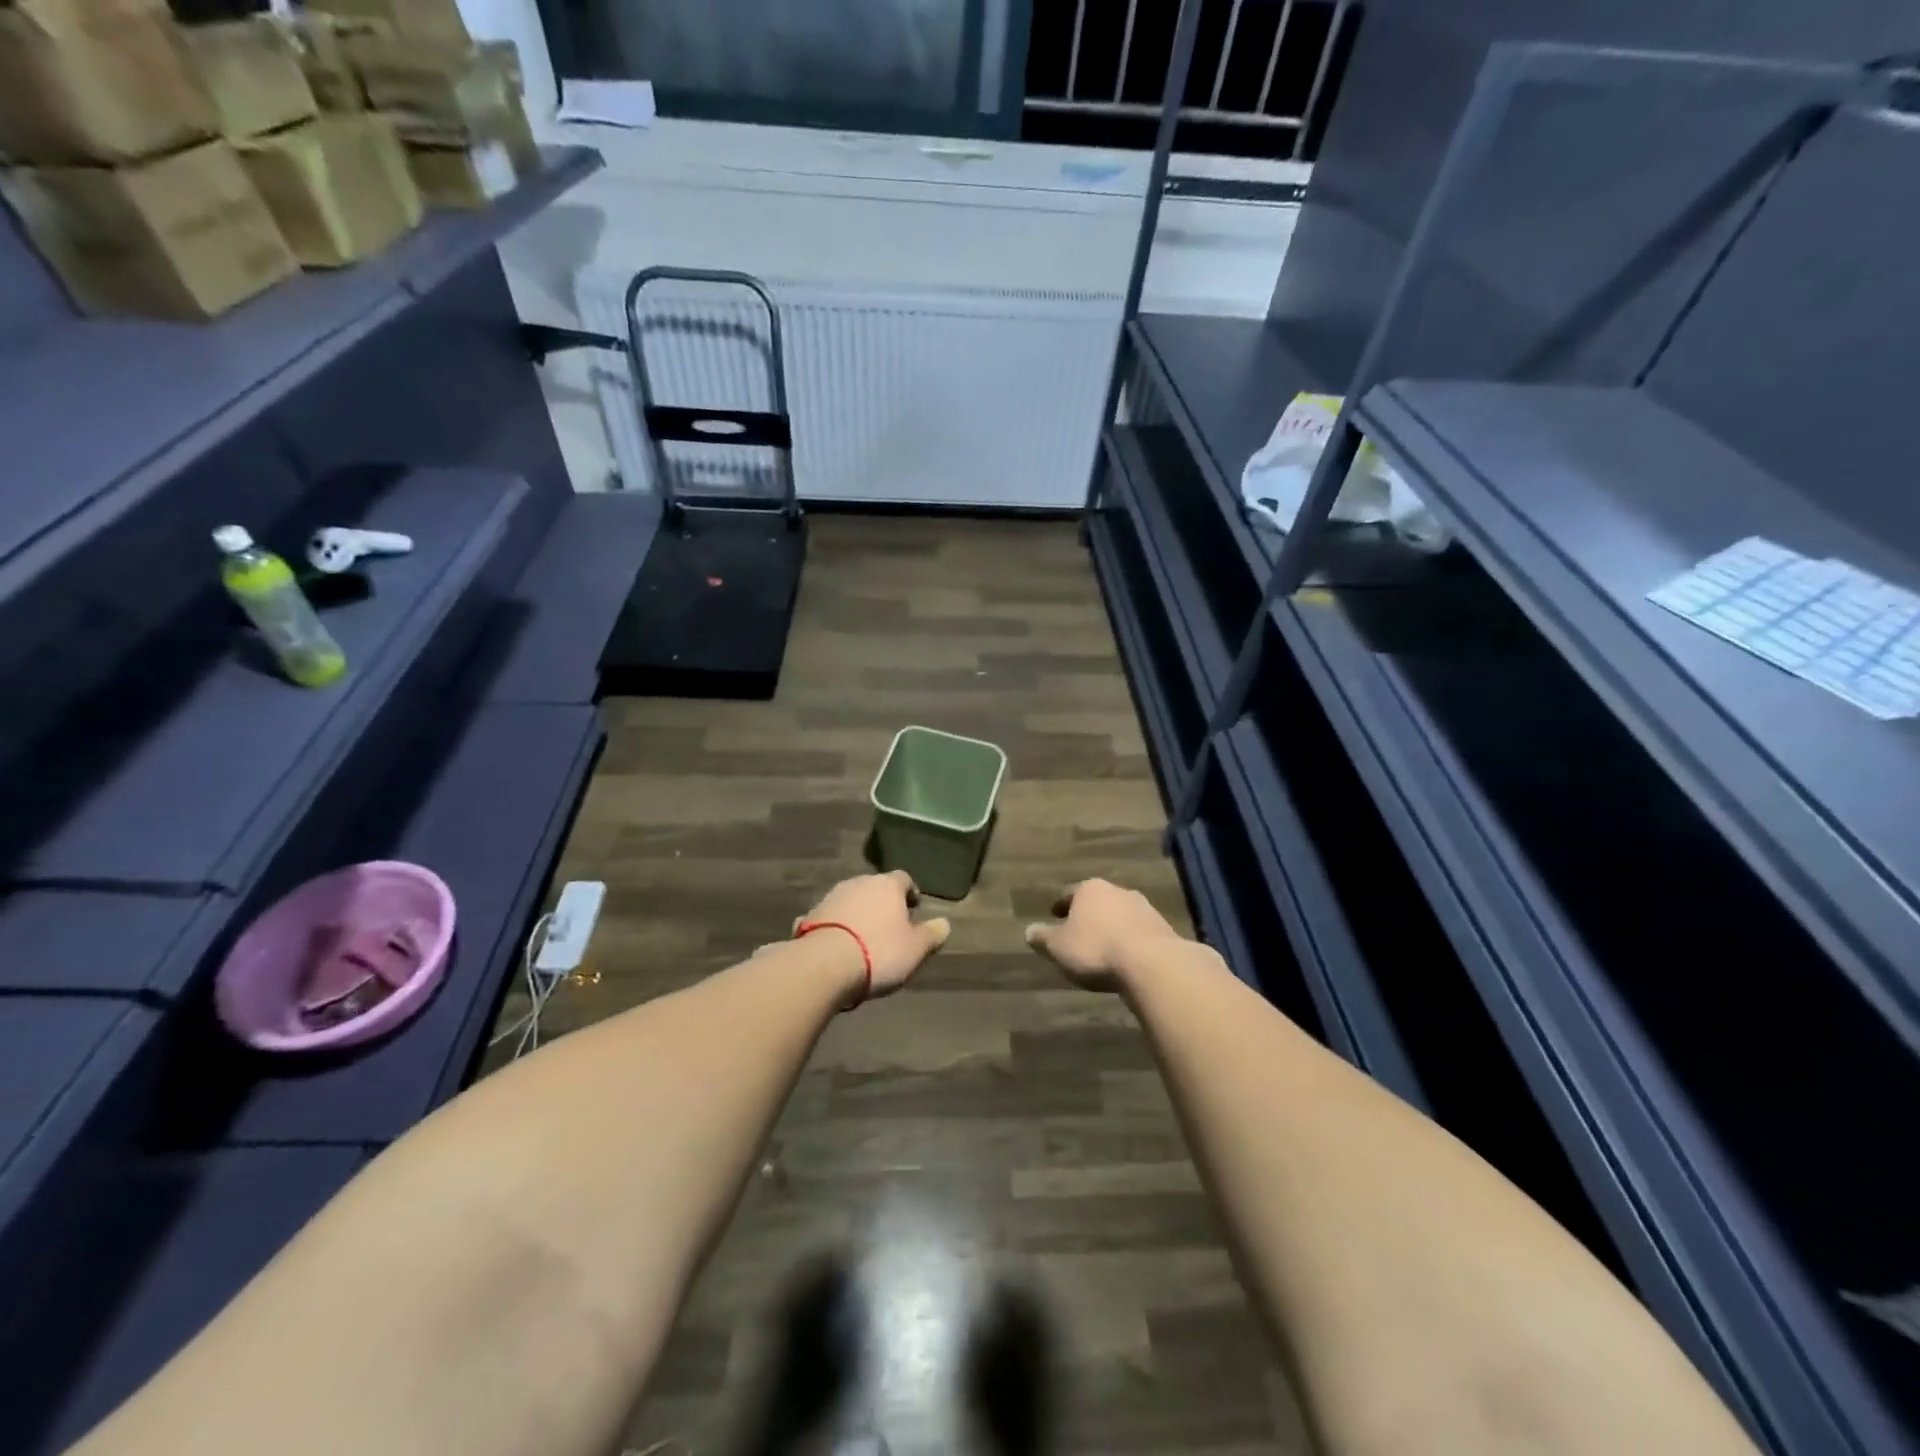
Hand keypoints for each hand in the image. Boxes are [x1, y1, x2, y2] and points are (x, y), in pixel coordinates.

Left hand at [798, 871, 950, 1003]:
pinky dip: (835, 927)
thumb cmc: (879, 952)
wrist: (824, 965)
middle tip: (890, 925)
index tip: (914, 908)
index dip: (910, 893)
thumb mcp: (916, 949)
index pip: (904, 879)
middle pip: (875, 888)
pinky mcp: (810, 915)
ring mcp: (831, 897)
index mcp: (888, 885)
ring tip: (863, 938)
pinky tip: (837, 945)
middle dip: (882, 903)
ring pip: (850, 901)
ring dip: (858, 914)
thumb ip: (932, 934)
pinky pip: (828, 918)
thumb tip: (944, 923)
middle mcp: (858, 883)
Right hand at [1024, 878, 1184, 992]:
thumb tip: (1028, 931)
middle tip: (1078, 932)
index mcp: (1090, 889)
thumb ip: (1042, 938)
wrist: (1152, 964)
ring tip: (1103, 948)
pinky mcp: (1163, 929)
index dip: (1061, 905)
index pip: (1070, 894)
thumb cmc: (1096, 949)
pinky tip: (1125, 959)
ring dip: (1111, 928)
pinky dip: (1129, 942)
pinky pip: (1138, 933)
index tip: (1054, 915)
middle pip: (1098, 902)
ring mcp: (1144, 908)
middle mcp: (1118, 891)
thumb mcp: (1058, 947)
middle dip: (1088, 916)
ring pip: (1120, 916)